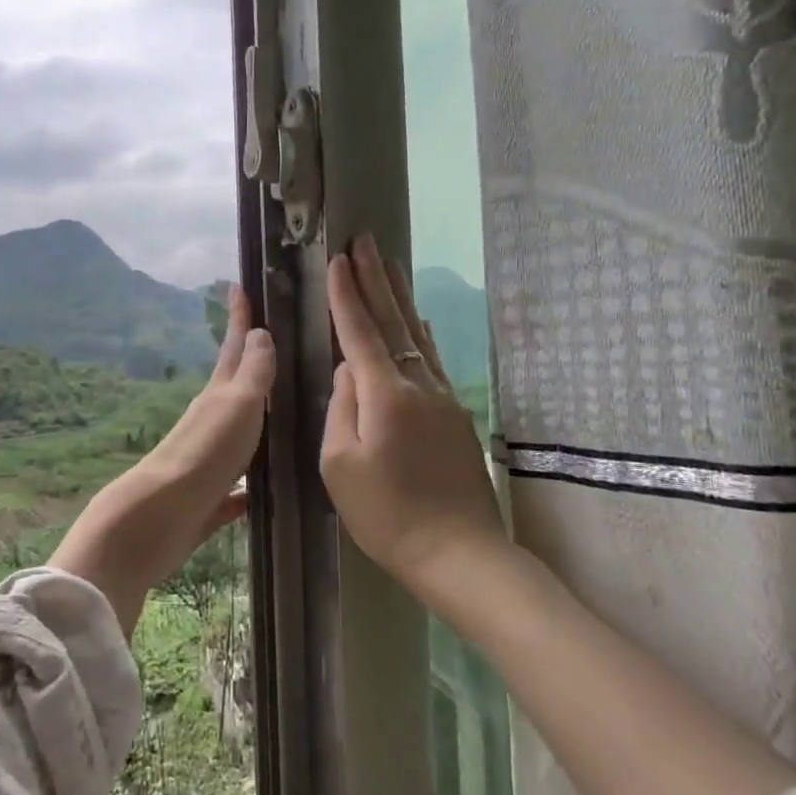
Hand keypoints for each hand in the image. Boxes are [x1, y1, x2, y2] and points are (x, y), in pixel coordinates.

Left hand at [54, 284, 273, 634]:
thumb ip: (252, 373)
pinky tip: (262, 491)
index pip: (234, 347)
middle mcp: (211, 423)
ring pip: (238, 433)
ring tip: (281, 414)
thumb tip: (259, 333)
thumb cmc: (204, 454)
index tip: (238, 284)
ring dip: (255, 421)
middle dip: (251, 362)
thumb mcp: (236, 405)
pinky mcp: (209, 500)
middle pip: (236, 385)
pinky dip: (249, 484)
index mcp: (218, 396)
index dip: (239, 317)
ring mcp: (209, 461)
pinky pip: (236, 487)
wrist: (159, 517)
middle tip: (272, 342)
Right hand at [321, 235, 508, 600]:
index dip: (345, 294)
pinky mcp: (456, 416)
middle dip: (376, 280)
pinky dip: (421, 333)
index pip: (359, 332)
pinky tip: (420, 323)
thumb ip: (341, 408)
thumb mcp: (340, 465)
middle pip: (394, 321)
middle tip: (365, 241)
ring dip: (400, 298)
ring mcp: (443, 398)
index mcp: (385, 395)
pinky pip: (433, 360)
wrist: (459, 554)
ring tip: (389, 265)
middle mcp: (418, 385)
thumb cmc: (386, 515)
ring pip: (418, 336)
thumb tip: (348, 369)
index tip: (336, 259)